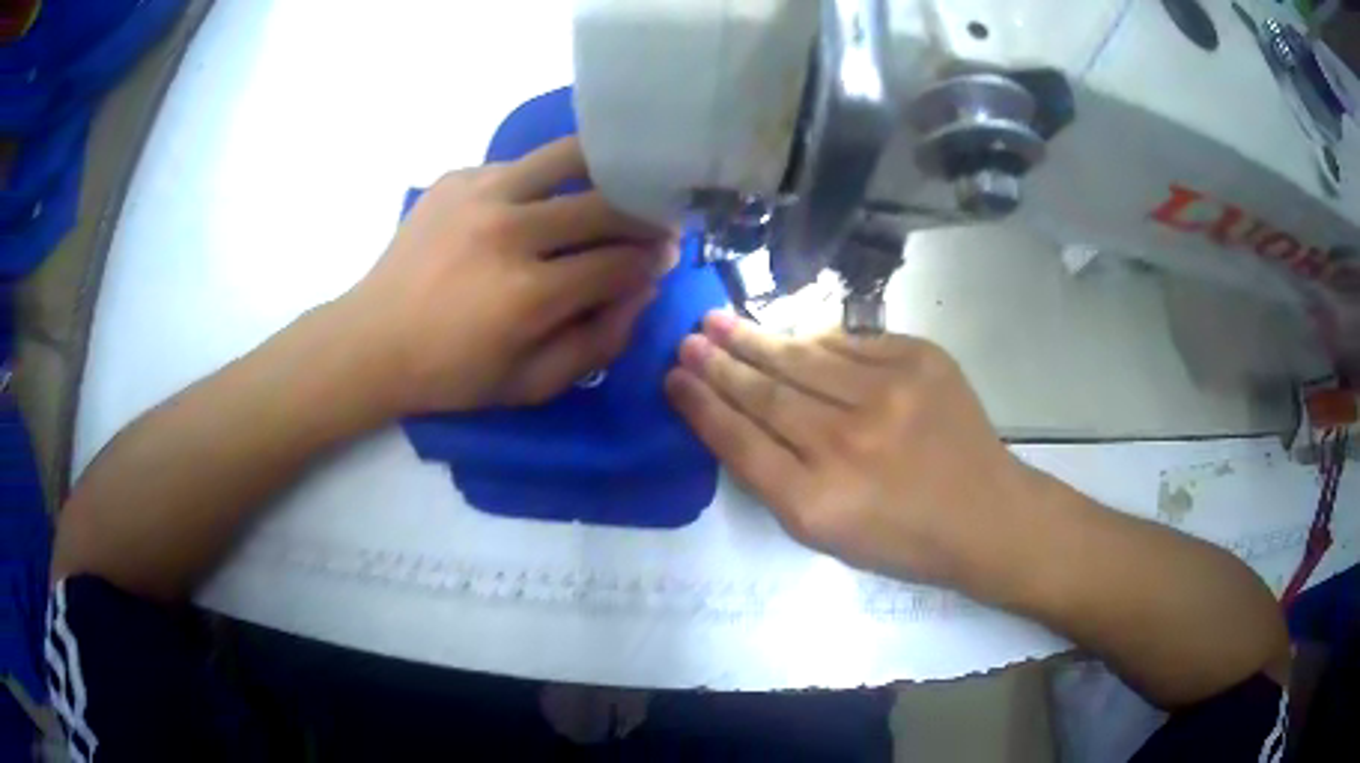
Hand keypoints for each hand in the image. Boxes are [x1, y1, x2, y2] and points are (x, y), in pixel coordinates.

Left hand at [342, 137, 676, 413]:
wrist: (372, 340)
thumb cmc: (451, 374)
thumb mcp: (531, 384)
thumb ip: (597, 342)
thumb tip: (642, 290)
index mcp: (528, 294)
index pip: (619, 263)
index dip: (652, 260)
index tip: (665, 257)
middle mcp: (508, 231)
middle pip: (605, 204)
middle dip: (643, 214)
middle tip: (655, 221)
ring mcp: (480, 194)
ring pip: (569, 157)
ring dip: (606, 170)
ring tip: (619, 182)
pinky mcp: (457, 178)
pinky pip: (522, 165)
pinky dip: (546, 179)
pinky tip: (544, 198)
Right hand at [665, 312, 1043, 588]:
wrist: (985, 515)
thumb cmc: (903, 538)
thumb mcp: (826, 535)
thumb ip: (776, 480)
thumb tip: (738, 417)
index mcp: (816, 502)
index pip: (740, 442)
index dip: (701, 407)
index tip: (673, 380)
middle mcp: (847, 443)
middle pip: (765, 394)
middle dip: (718, 365)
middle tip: (686, 341)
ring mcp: (888, 394)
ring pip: (802, 358)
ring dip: (756, 340)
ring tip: (721, 323)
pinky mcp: (919, 360)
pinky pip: (850, 342)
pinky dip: (816, 339)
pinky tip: (791, 333)